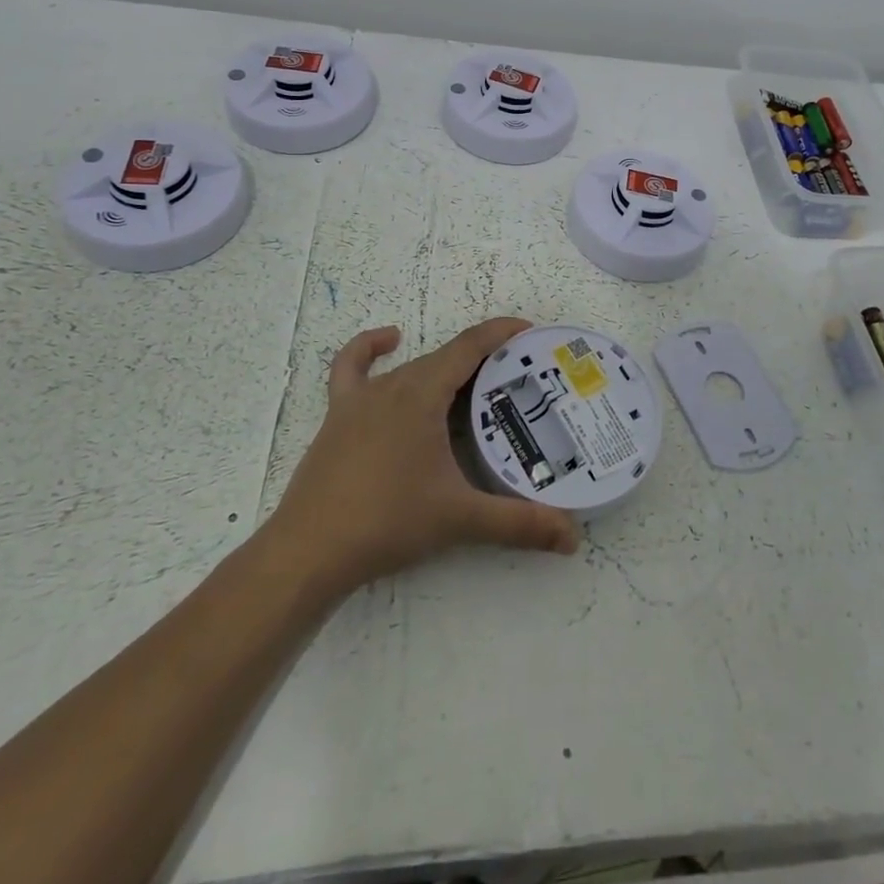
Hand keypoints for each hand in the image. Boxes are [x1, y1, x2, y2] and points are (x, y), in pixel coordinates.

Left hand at [270, 316, 579, 597]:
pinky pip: (351, 368)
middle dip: (483, 361)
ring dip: (444, 369)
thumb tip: (573, 537)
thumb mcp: (460, 519)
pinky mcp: (337, 416)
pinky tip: (388, 341)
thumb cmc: (388, 522)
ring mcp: (360, 399)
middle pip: (445, 358)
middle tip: (517, 381)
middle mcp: (393, 385)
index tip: (531, 333)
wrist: (310, 551)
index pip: (470, 346)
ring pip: (411, 368)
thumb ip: (519, 523)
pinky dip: (370, 348)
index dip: (501, 333)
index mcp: (423, 394)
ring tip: (473, 386)